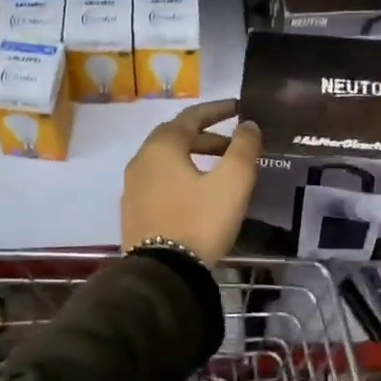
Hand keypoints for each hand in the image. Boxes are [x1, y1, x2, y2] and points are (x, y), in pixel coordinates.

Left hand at [121, 99, 261, 266]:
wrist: (162, 273)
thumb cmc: (199, 221)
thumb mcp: (232, 183)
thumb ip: (243, 148)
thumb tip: (248, 125)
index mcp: (162, 146)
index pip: (191, 116)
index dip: (217, 110)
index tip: (238, 108)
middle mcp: (141, 160)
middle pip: (176, 137)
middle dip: (206, 136)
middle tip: (232, 144)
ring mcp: (132, 186)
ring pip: (166, 160)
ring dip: (193, 157)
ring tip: (218, 170)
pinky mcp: (132, 211)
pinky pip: (158, 181)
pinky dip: (179, 176)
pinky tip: (195, 193)